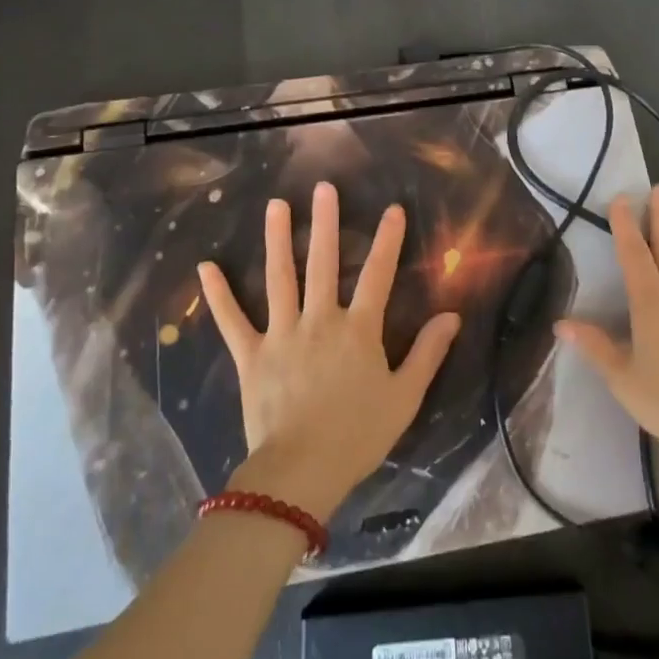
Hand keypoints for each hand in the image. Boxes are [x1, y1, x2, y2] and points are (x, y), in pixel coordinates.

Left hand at [197, 182, 460, 522]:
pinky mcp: (251, 355)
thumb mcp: (404, 396)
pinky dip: (219, 295)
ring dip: (277, 240)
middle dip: (324, 223)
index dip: (387, 241)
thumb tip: (451, 316)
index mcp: (358, 330)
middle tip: (323, 188)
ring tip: (275, 206)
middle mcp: (319, 320)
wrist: (302, 470)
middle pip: (323, 263)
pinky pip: (232, 321)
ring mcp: (281, 334)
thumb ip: (427, 353)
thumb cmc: (358, 434)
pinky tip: (206, 268)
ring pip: (279, 279)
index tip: (392, 210)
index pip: (377, 275)